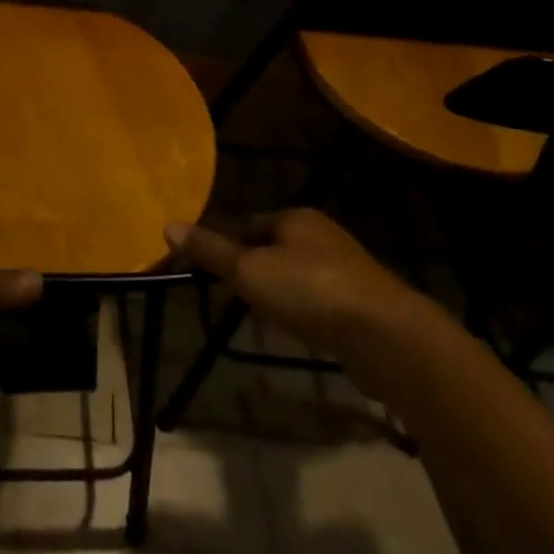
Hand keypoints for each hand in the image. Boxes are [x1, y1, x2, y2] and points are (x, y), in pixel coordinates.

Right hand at [164, 209, 422, 361]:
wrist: (386, 335)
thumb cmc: (310, 291)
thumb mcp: (250, 271)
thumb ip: (211, 251)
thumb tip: (167, 225)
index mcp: (296, 218)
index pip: (251, 223)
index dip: (231, 246)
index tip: (218, 273)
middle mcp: (324, 235)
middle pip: (277, 247)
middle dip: (258, 270)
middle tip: (239, 297)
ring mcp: (348, 268)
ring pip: (302, 275)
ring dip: (284, 293)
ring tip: (267, 318)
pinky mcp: (364, 302)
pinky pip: (324, 301)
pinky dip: (309, 313)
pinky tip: (303, 332)